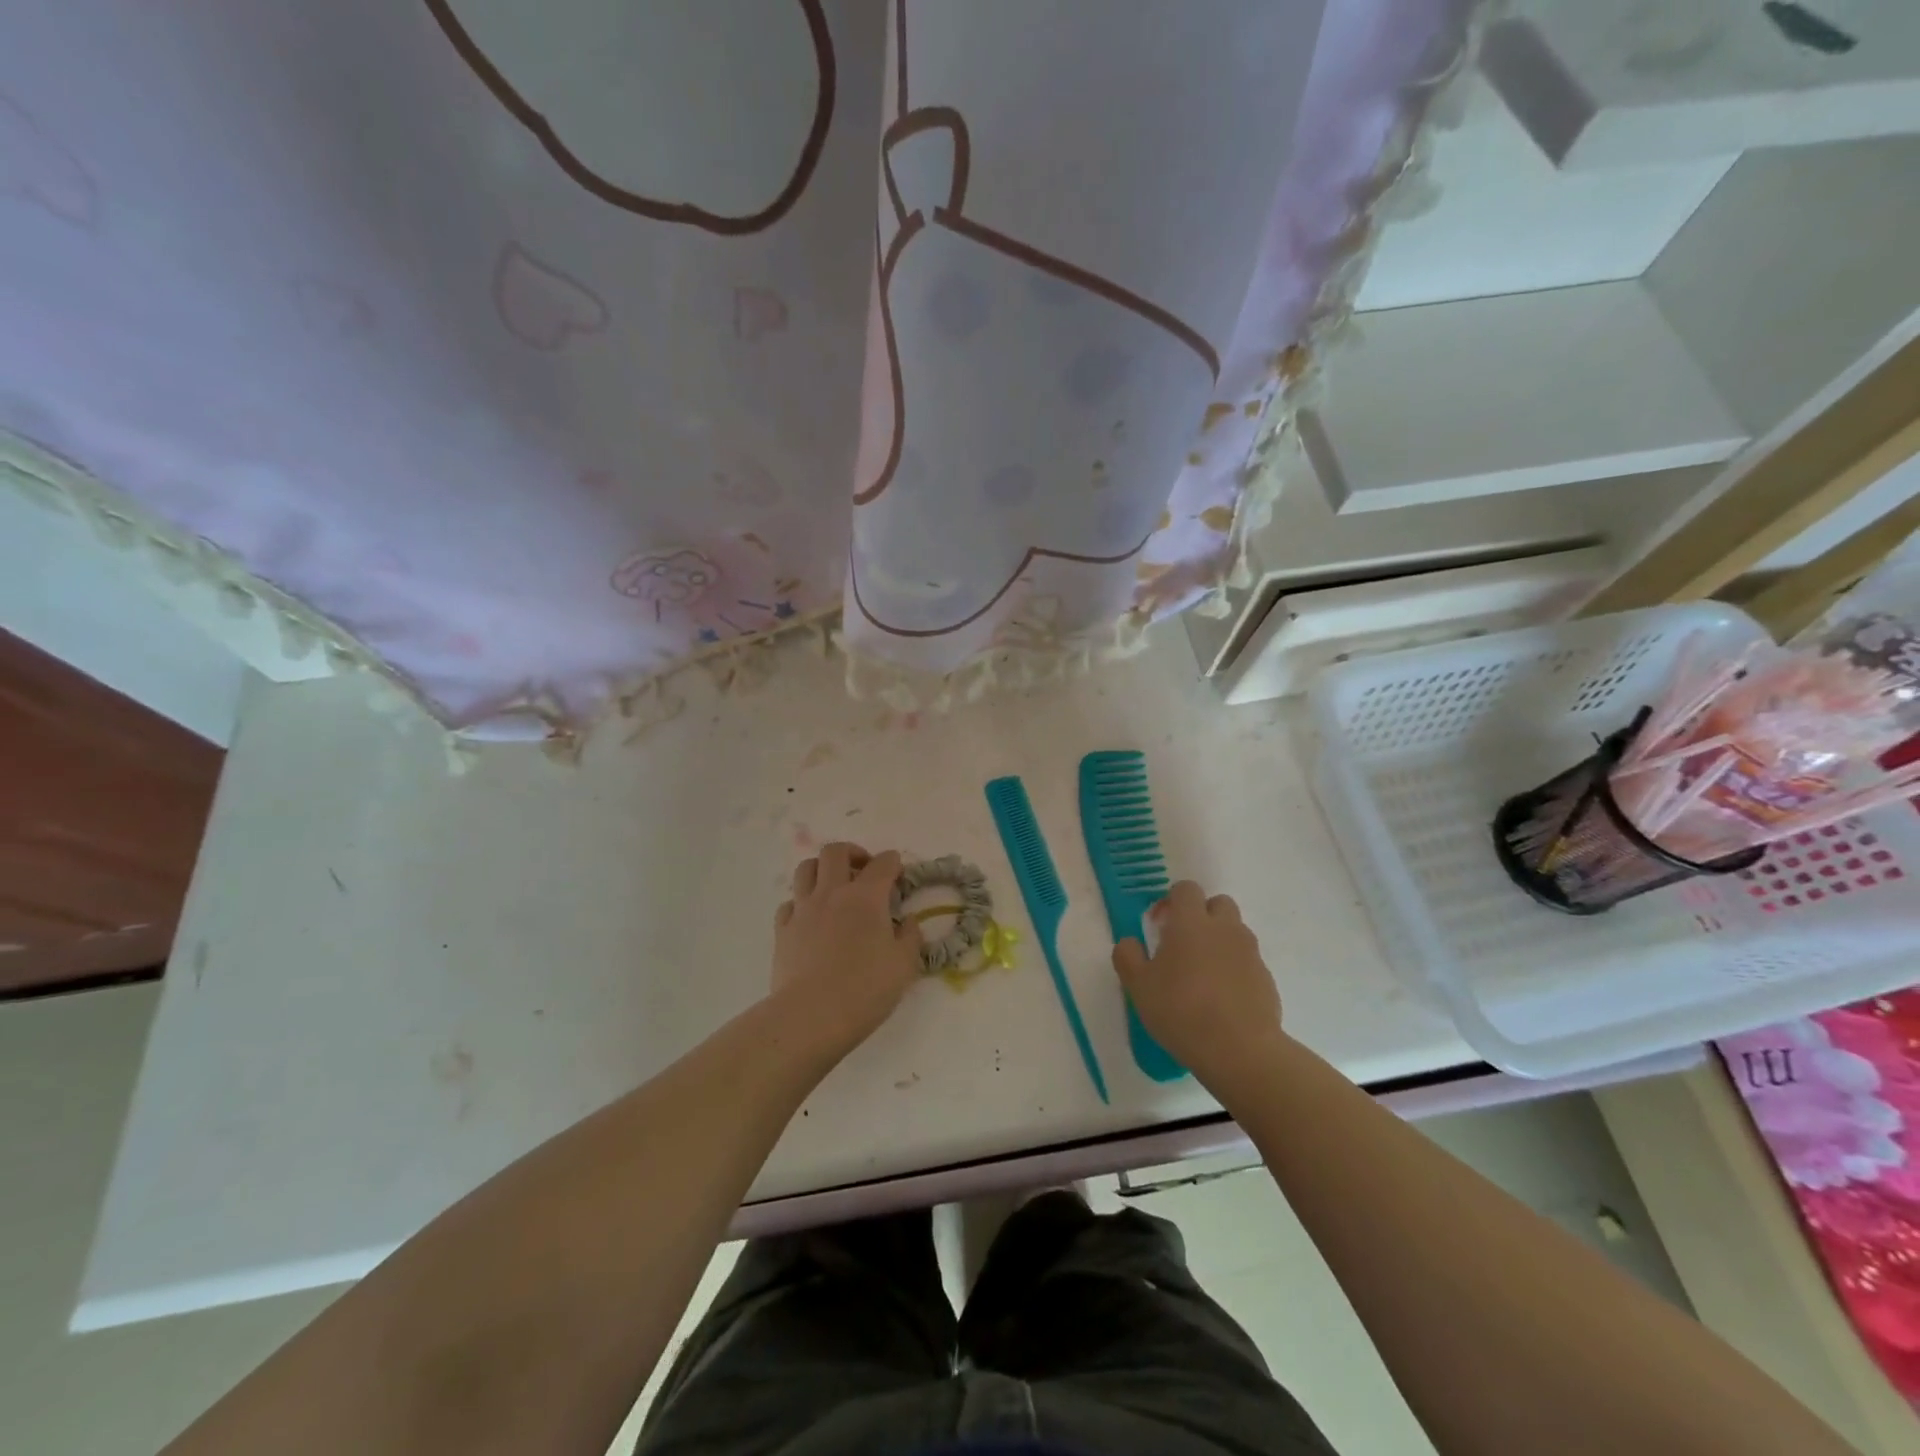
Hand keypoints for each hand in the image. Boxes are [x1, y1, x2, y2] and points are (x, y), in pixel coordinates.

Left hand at [771, 843, 921, 1055]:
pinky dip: (801, 902)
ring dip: (822, 869)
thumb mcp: (904, 966)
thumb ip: (910, 938)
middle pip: (835, 851)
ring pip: (806, 868)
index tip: (898, 875)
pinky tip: (811, 918)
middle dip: (852, 853)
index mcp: (866, 897)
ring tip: (833, 886)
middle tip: (863, 870)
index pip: (883, 863)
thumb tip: (908, 922)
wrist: (811, 1016)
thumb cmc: (865, 990)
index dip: (894, 863)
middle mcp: (832, 893)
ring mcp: (803, 909)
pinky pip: (790, 902)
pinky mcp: (782, 929)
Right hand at [1112, 881, 1284, 1090]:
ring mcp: (1249, 952)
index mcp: (1191, 923)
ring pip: (1235, 931)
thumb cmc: (1181, 1011)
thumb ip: (1128, 956)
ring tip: (1203, 973)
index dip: (1171, 901)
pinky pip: (1247, 961)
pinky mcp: (1266, 978)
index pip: (1186, 889)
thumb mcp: (1138, 986)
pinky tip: (1222, 998)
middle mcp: (1224, 929)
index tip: (1160, 925)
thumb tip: (1130, 942)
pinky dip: (1235, 968)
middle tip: (1184, 944)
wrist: (1239, 1050)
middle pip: (1218, 903)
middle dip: (1202, 915)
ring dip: (1219, 941)